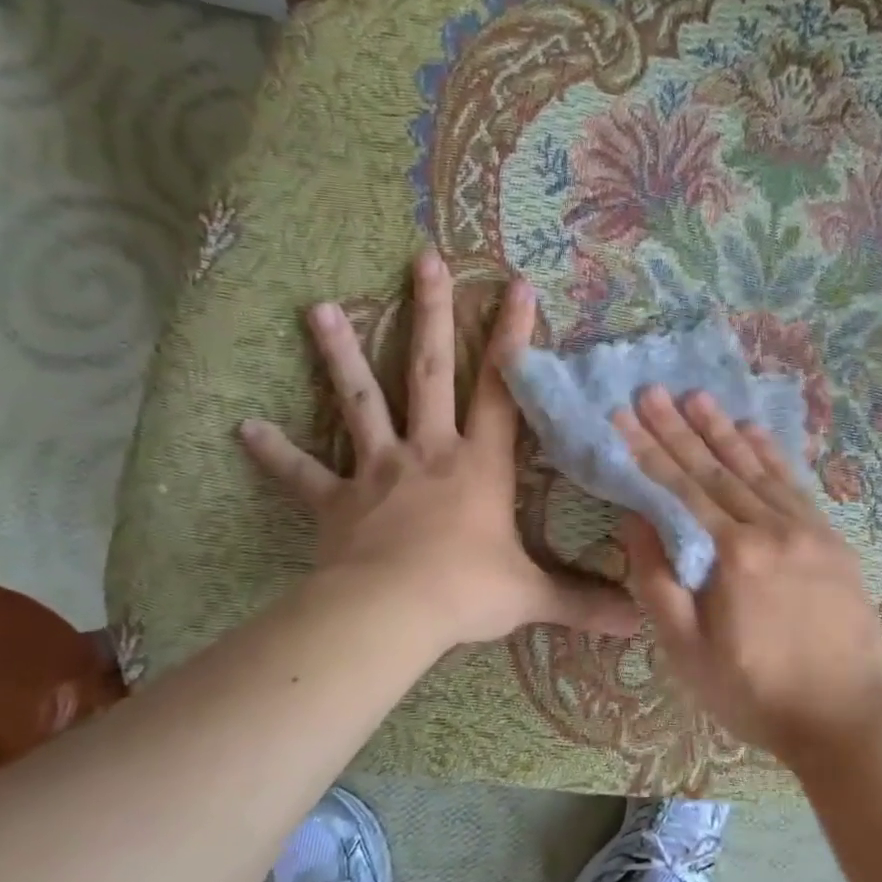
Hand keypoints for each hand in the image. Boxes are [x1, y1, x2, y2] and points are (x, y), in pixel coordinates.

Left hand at [238, 248, 639, 649]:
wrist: (389, 613)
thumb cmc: (466, 592)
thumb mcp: (531, 595)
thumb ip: (582, 602)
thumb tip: (636, 620)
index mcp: (479, 464)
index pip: (504, 390)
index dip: (514, 339)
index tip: (517, 287)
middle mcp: (429, 451)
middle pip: (430, 370)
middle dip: (431, 314)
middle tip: (424, 261)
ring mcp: (378, 470)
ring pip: (360, 400)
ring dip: (341, 354)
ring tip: (318, 308)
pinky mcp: (335, 500)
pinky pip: (302, 472)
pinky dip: (276, 452)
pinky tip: (245, 429)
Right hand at [613, 387, 881, 764]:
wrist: (847, 718)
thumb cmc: (756, 693)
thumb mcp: (689, 653)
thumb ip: (659, 583)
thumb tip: (636, 520)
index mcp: (733, 555)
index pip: (681, 490)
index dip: (649, 451)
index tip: (625, 415)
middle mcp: (772, 528)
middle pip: (717, 469)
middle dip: (680, 429)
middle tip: (653, 390)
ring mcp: (808, 529)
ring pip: (758, 469)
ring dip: (724, 431)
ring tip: (697, 397)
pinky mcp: (831, 539)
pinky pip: (796, 485)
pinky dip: (772, 455)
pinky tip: (755, 432)